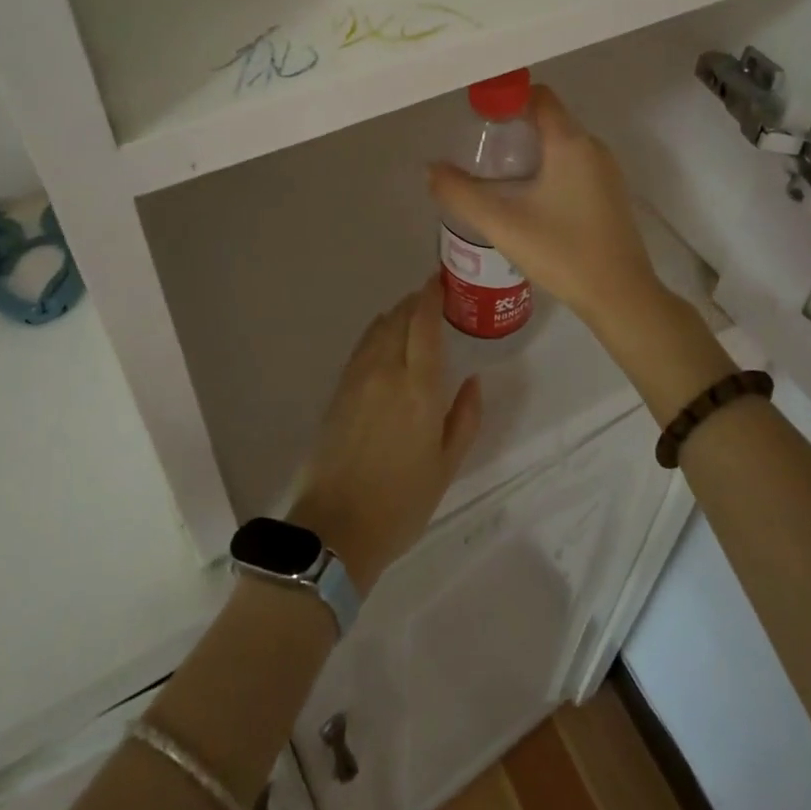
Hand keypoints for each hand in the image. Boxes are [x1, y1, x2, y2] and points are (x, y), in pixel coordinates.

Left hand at [289, 279, 482, 594]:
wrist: (336, 529)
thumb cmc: (402, 502)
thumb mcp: (447, 466)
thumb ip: (465, 418)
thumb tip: (473, 380)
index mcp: (418, 388)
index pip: (424, 324)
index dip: (431, 296)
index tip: (439, 280)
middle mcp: (386, 372)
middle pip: (399, 319)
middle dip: (414, 302)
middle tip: (431, 299)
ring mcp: (357, 379)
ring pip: (377, 329)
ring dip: (395, 315)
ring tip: (410, 317)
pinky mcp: (338, 391)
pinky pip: (362, 347)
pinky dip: (377, 333)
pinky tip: (384, 342)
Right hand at [427, 84, 664, 330]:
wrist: (620, 297)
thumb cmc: (562, 253)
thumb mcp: (502, 224)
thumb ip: (461, 194)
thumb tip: (432, 169)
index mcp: (570, 142)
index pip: (538, 95)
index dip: (506, 99)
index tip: (479, 121)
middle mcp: (593, 147)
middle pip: (549, 118)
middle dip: (513, 127)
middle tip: (482, 153)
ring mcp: (606, 171)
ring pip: (562, 143)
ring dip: (530, 150)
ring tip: (498, 177)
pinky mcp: (610, 193)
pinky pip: (574, 164)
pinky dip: (549, 168)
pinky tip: (529, 200)